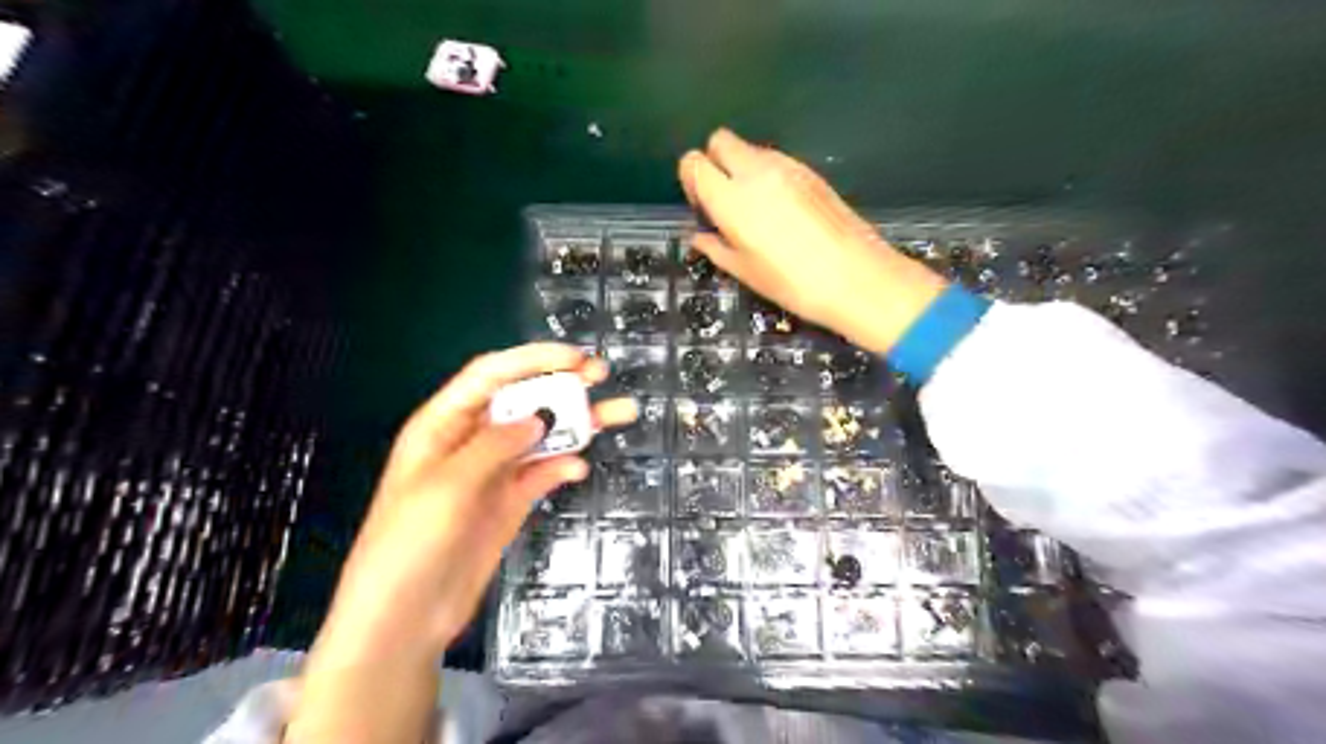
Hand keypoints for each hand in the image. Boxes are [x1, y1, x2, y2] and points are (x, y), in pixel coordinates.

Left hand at [291, 345, 635, 742]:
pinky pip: (543, 473)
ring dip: (578, 424)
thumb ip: (495, 446)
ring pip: (541, 436)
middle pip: (522, 400)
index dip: (533, 360)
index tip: (575, 359)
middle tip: (602, 375)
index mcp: (444, 424)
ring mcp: (493, 472)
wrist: (405, 618)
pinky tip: (578, 468)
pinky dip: (563, 465)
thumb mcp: (447, 486)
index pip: (491, 375)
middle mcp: (471, 440)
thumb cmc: (409, 543)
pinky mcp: (510, 502)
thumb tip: (540, 417)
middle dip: (562, 385)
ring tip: (620, 414)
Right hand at [677, 127, 948, 353]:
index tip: (701, 205)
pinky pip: (776, 160)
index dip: (691, 180)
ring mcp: (786, 166)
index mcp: (731, 198)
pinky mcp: (810, 171)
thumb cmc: (791, 283)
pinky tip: (781, 209)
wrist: (856, 277)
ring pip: (750, 148)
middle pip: (721, 140)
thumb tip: (700, 237)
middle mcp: (755, 172)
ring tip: (755, 208)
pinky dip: (768, 174)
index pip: (693, 162)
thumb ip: (715, 248)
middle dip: (715, 162)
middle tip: (724, 198)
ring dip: (742, 168)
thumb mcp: (744, 272)